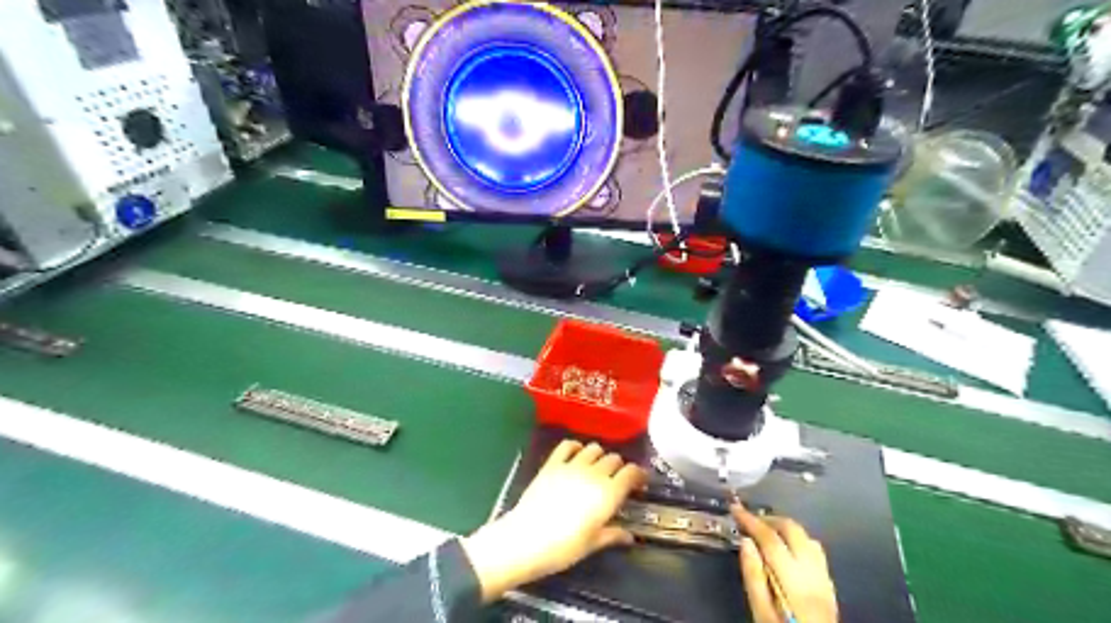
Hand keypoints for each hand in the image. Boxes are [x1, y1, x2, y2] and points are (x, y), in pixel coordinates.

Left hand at [464, 441, 651, 601]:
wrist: (526, 539)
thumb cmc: (564, 547)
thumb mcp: (593, 544)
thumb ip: (613, 535)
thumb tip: (629, 536)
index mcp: (609, 493)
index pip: (631, 472)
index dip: (639, 474)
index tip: (639, 481)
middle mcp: (594, 474)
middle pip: (614, 459)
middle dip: (619, 467)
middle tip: (616, 480)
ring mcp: (572, 465)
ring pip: (594, 448)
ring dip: (599, 456)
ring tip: (596, 467)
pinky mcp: (552, 463)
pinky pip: (568, 445)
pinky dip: (576, 446)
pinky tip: (576, 455)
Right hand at [737, 500, 837, 622]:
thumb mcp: (760, 611)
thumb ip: (753, 576)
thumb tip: (746, 541)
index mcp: (793, 579)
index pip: (770, 539)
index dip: (751, 520)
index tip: (735, 507)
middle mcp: (812, 572)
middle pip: (792, 530)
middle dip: (769, 519)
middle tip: (749, 520)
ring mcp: (824, 576)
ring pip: (806, 536)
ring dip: (785, 528)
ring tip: (766, 531)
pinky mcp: (829, 583)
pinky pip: (815, 550)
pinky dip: (798, 540)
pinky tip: (787, 548)